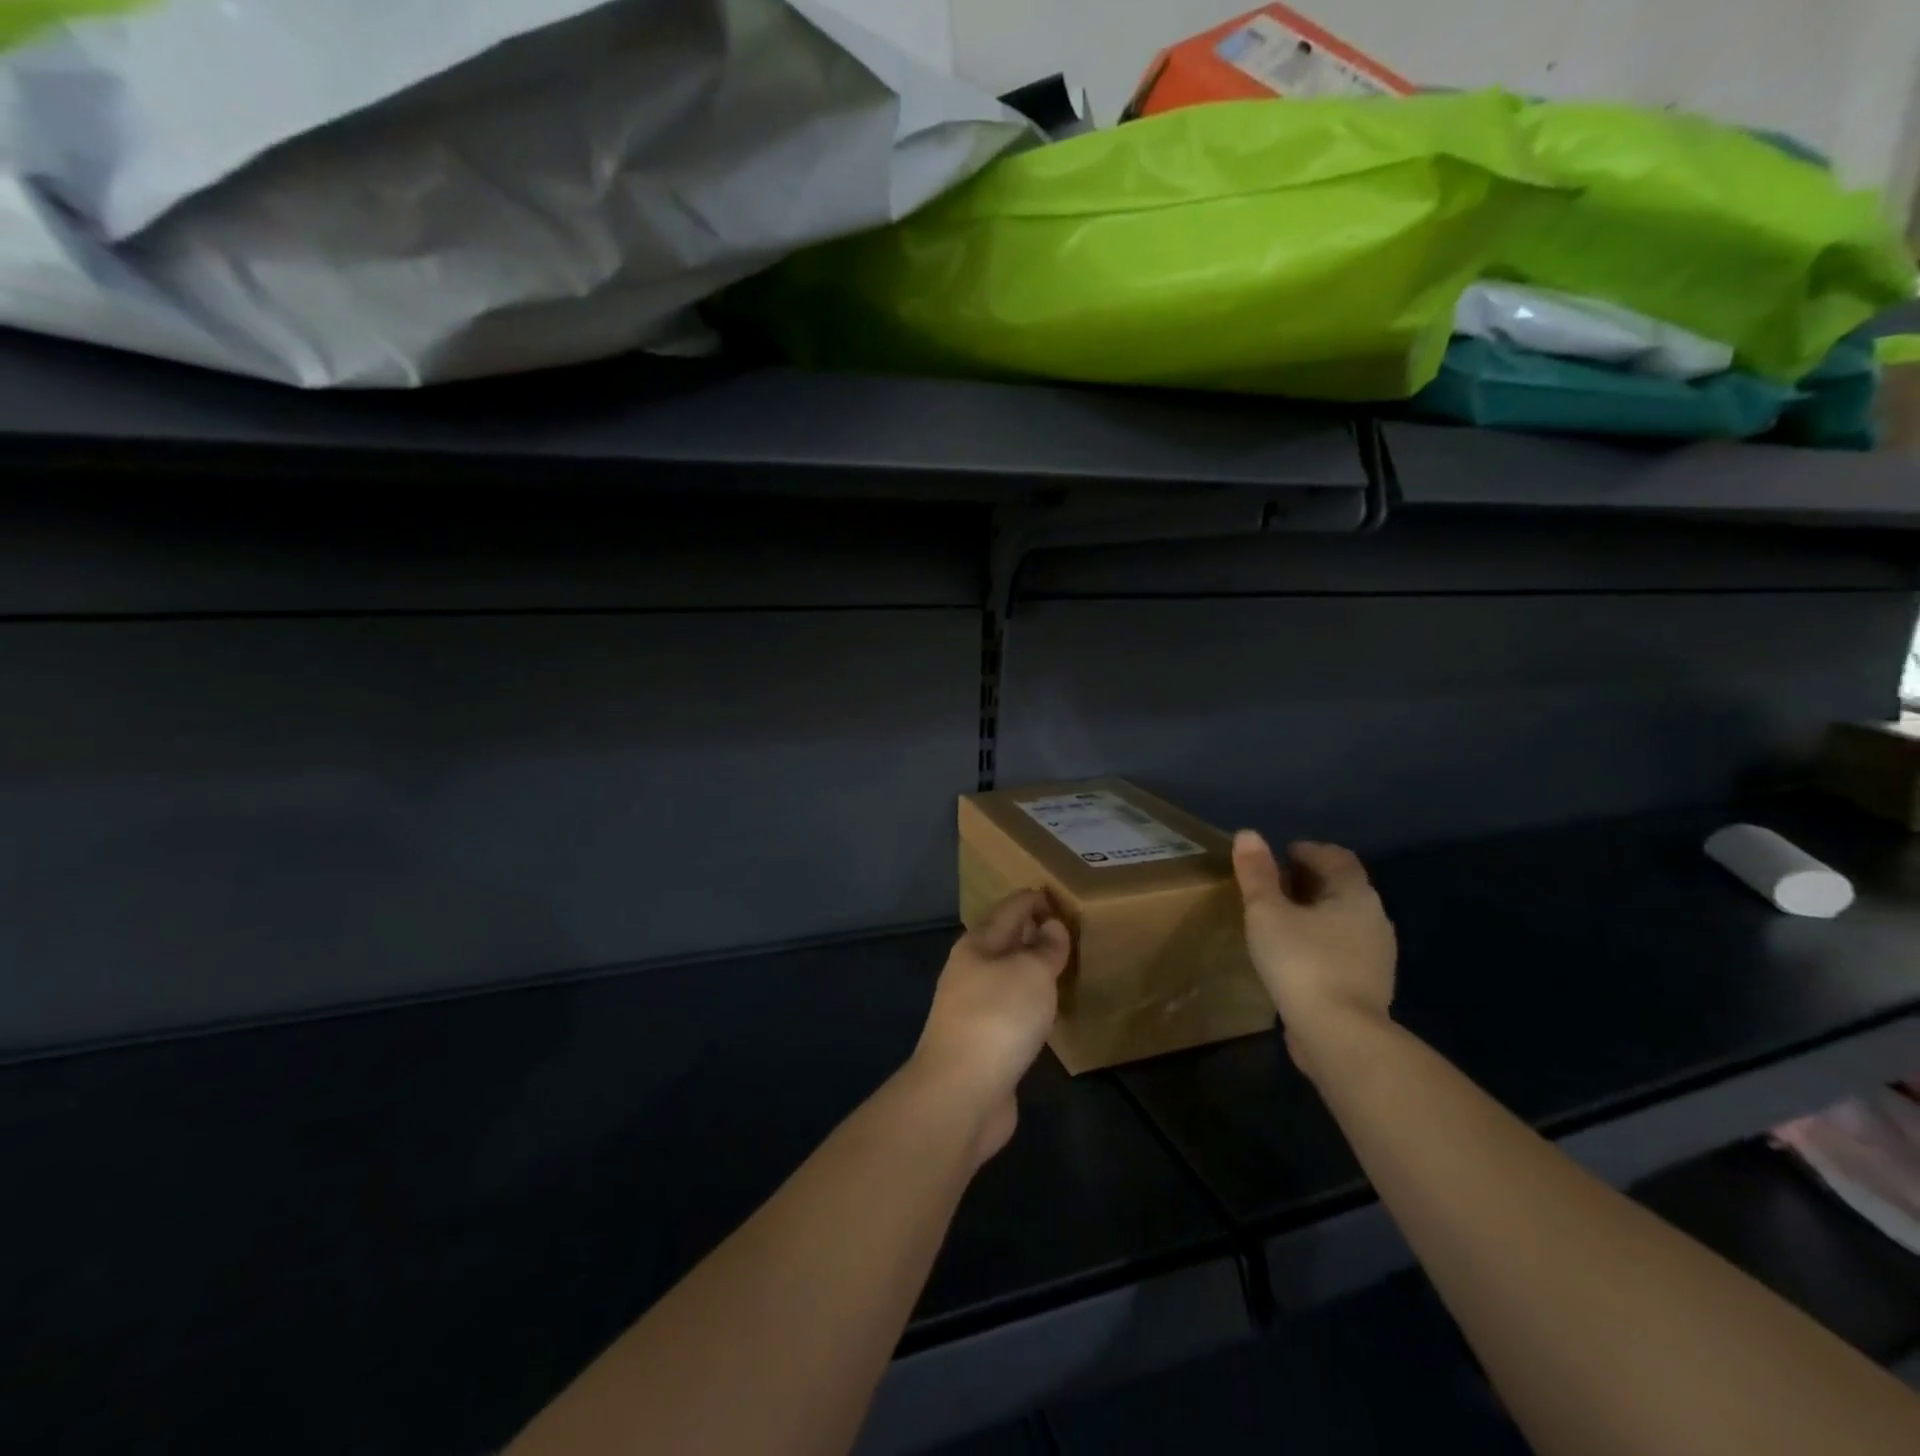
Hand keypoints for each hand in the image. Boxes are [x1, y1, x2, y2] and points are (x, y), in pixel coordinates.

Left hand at [912, 889, 1070, 1163]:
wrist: (961, 1092)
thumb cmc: (998, 1018)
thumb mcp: (1030, 972)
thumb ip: (1045, 948)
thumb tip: (1051, 927)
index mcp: (977, 945)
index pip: (1009, 909)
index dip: (1033, 899)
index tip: (1058, 893)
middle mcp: (970, 971)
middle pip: (1004, 942)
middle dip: (1031, 932)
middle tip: (1067, 927)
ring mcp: (972, 1009)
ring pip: (1007, 977)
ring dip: (1030, 969)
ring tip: (1062, 964)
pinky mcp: (982, 1043)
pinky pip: (1011, 1009)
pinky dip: (1029, 1001)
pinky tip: (1046, 1009)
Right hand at [1232, 832, 1396, 1079]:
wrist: (1339, 1035)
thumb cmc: (1302, 962)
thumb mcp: (1267, 912)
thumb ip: (1257, 873)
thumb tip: (1248, 834)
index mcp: (1355, 894)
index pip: (1336, 857)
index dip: (1307, 850)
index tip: (1278, 856)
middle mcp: (1374, 918)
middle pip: (1341, 887)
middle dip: (1308, 880)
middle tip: (1272, 885)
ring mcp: (1376, 955)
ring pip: (1342, 919)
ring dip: (1314, 912)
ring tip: (1279, 920)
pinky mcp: (1368, 985)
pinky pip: (1342, 948)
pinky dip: (1320, 940)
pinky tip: (1294, 954)